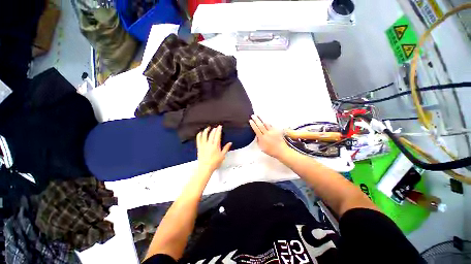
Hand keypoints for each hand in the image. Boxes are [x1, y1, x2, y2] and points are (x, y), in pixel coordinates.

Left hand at [196, 126, 231, 172]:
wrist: (205, 168)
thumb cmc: (214, 163)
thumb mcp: (223, 155)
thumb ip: (226, 148)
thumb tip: (229, 143)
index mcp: (215, 145)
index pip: (217, 135)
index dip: (219, 129)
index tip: (220, 126)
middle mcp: (209, 144)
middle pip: (212, 134)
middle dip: (214, 129)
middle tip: (216, 127)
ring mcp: (204, 145)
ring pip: (204, 135)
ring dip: (206, 130)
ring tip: (208, 128)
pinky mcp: (199, 147)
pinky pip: (198, 139)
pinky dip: (199, 135)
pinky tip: (200, 133)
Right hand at [249, 115, 289, 158]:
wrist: (281, 150)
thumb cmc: (271, 150)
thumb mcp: (261, 147)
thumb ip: (258, 140)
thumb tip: (256, 135)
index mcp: (262, 138)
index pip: (256, 129)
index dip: (253, 124)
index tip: (250, 121)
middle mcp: (267, 134)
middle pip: (260, 124)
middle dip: (256, 119)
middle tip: (253, 116)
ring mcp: (272, 132)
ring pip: (266, 123)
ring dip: (262, 120)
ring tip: (259, 116)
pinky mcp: (277, 131)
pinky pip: (271, 126)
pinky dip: (268, 124)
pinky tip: (265, 122)